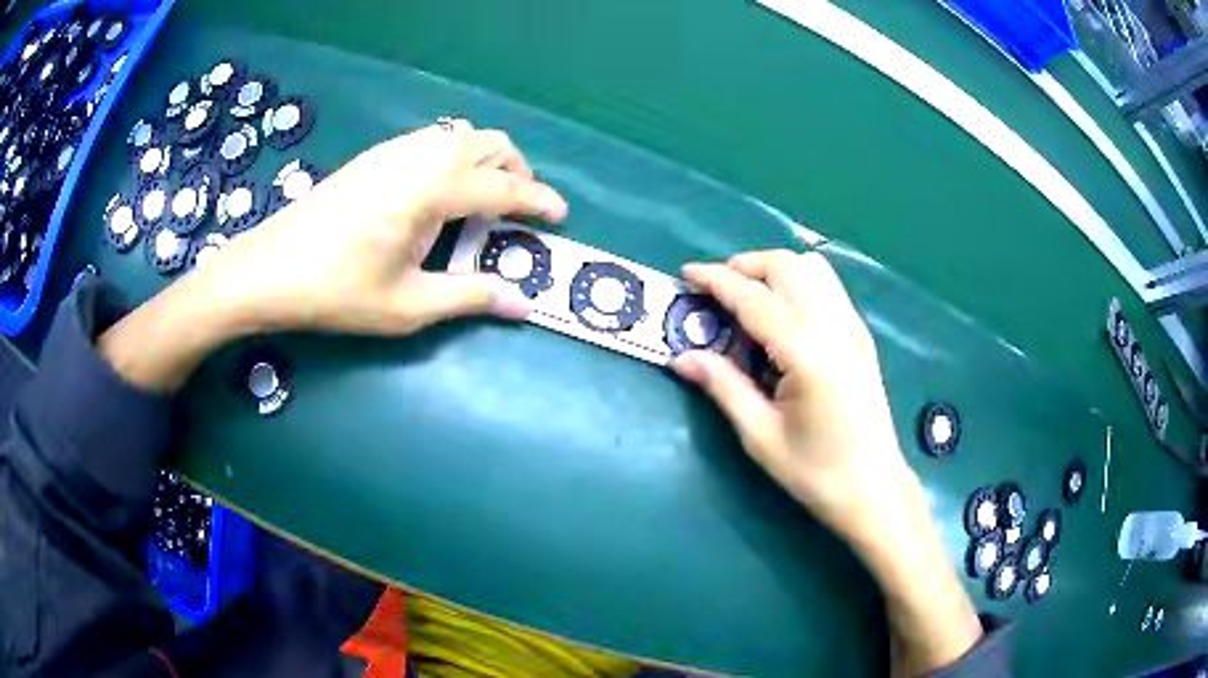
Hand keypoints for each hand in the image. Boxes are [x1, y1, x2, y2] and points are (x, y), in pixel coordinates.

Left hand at [100, 122, 566, 390]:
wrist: (268, 270)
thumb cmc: (336, 293)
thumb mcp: (408, 306)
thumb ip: (470, 297)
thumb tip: (523, 305)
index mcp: (432, 190)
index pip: (503, 186)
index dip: (538, 200)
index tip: (560, 216)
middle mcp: (419, 156)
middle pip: (489, 142)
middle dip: (517, 169)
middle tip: (520, 208)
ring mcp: (394, 150)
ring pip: (460, 135)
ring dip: (486, 159)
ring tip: (484, 200)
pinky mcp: (374, 156)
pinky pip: (432, 140)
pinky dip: (455, 156)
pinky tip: (439, 192)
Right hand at [673, 250, 981, 675]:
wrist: (873, 488)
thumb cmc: (815, 472)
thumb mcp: (761, 436)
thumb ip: (723, 386)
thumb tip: (682, 357)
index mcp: (806, 353)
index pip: (754, 298)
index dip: (717, 280)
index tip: (687, 273)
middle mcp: (834, 327)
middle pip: (787, 266)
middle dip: (746, 266)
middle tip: (716, 290)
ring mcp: (853, 327)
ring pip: (812, 268)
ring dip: (774, 270)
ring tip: (748, 298)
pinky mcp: (861, 335)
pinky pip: (828, 286)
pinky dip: (798, 282)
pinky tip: (783, 316)